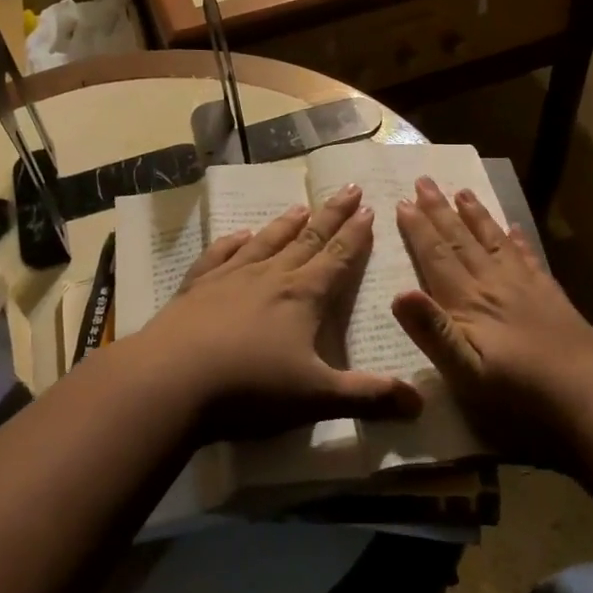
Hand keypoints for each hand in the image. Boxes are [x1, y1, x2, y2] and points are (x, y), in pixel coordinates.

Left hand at [130, 184, 424, 441]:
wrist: (171, 380)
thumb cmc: (250, 388)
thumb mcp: (316, 398)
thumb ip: (368, 397)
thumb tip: (421, 404)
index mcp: (303, 297)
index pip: (338, 257)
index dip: (356, 234)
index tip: (370, 208)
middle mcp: (270, 276)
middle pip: (308, 239)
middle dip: (331, 214)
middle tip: (349, 188)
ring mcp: (230, 277)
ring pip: (266, 242)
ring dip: (287, 223)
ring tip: (301, 206)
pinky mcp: (197, 287)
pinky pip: (220, 255)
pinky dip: (233, 242)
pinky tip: (240, 235)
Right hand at [392, 177, 592, 463]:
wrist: (592, 400)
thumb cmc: (520, 396)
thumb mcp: (466, 374)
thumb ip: (433, 333)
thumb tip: (398, 293)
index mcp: (469, 303)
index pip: (437, 257)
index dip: (418, 229)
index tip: (403, 201)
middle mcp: (495, 284)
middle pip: (462, 240)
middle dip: (440, 210)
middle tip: (425, 180)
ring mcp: (526, 287)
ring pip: (494, 241)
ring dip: (475, 215)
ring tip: (462, 191)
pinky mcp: (550, 296)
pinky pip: (528, 258)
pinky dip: (516, 239)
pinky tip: (513, 227)